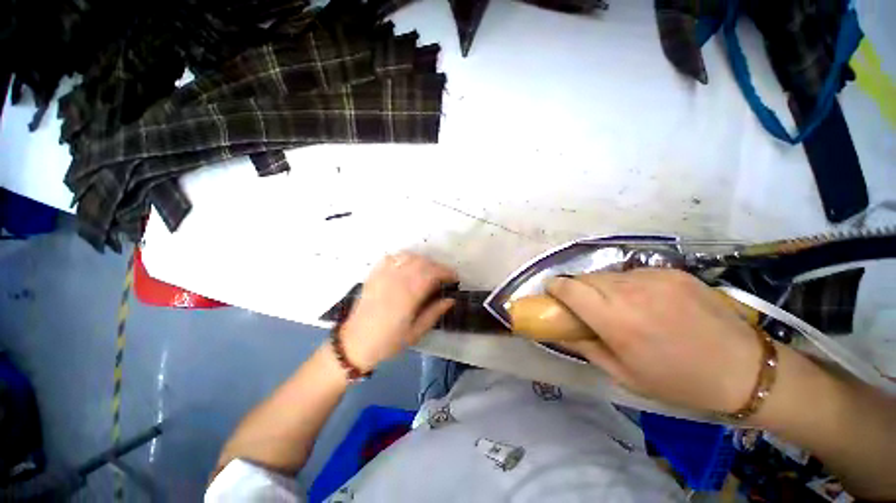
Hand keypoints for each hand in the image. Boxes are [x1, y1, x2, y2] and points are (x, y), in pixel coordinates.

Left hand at [339, 252, 457, 370]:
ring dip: (422, 260)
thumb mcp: (416, 332)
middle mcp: (396, 281)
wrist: (355, 343)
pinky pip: (391, 258)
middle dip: (437, 266)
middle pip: (422, 262)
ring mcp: (383, 276)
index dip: (446, 272)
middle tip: (443, 277)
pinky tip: (407, 266)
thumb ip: (434, 313)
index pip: (432, 273)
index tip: (454, 278)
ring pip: (407, 257)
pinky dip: (403, 258)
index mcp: (408, 296)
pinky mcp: (373, 275)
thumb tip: (450, 299)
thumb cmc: (388, 341)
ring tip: (427, 271)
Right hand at [547, 269, 762, 413]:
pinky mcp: (671, 271)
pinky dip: (627, 285)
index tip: (552, 295)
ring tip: (617, 307)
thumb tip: (562, 330)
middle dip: (577, 290)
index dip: (555, 287)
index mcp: (616, 320)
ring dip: (602, 287)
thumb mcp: (624, 375)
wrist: (744, 369)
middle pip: (585, 278)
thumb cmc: (678, 381)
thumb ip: (586, 347)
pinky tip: (645, 303)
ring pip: (608, 275)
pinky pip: (633, 273)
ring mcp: (653, 277)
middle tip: (585, 307)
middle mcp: (630, 291)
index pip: (569, 287)